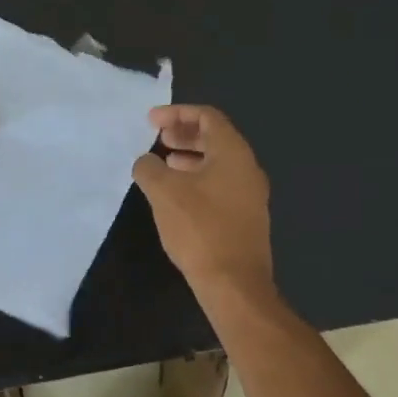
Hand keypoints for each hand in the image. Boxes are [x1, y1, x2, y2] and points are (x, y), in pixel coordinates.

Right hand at [133, 104, 273, 297]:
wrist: (234, 283)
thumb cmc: (199, 228)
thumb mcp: (164, 192)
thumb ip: (149, 168)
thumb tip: (146, 162)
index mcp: (233, 153)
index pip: (208, 117)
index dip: (177, 113)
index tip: (151, 121)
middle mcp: (248, 168)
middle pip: (216, 138)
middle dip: (185, 134)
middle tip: (158, 138)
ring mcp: (251, 194)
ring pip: (219, 163)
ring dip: (190, 157)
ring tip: (164, 165)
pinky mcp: (246, 218)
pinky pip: (221, 184)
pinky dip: (199, 179)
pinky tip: (179, 196)